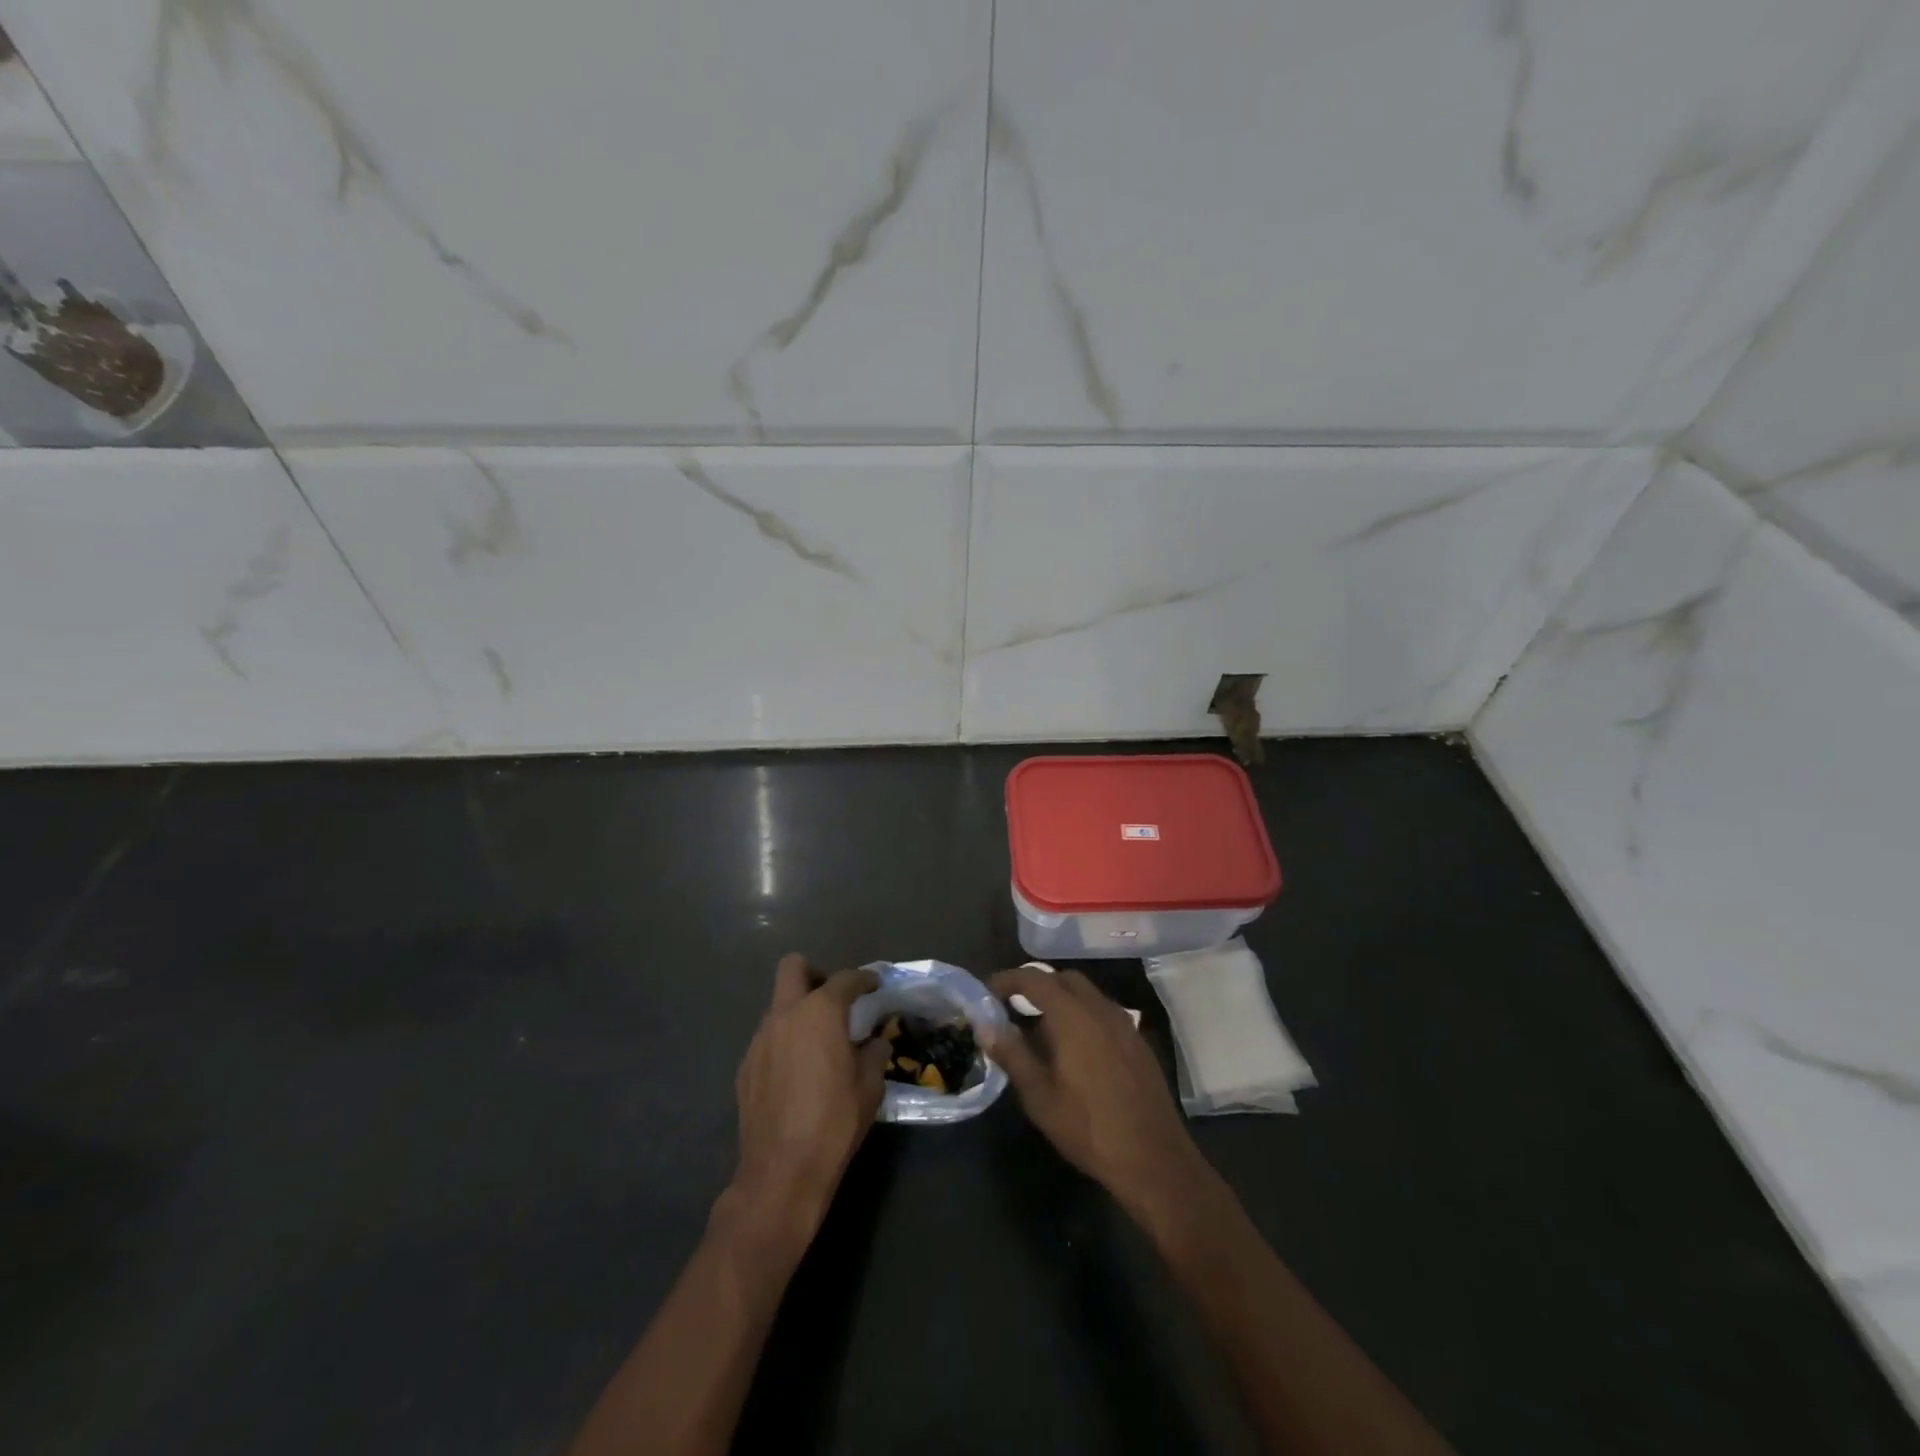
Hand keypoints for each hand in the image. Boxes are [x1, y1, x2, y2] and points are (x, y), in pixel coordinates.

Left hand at [726, 955, 886, 1242]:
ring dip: (798, 1012)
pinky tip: (797, 1072)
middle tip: (833, 998)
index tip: (874, 984)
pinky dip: (784, 1041)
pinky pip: (768, 1038)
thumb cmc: (835, 1121)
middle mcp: (785, 1015)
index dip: (863, 979)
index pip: (845, 979)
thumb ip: (873, 1053)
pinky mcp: (746, 1066)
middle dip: (814, 974)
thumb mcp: (869, 1086)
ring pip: (778, 1005)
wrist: (782, 1170)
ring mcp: (760, 1039)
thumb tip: (873, 1042)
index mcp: (820, 1012)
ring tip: (818, 1042)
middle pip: (793, 968)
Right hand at [986, 967, 1207, 1218]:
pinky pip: (1103, 1012)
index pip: (1035, 979)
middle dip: (1035, 986)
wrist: (1154, 1159)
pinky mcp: (1137, 1041)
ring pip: (1086, 994)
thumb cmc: (1089, 1128)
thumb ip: (1012, 1055)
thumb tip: (985, 1026)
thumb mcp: (1039, 1096)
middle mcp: (1101, 1009)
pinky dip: (1081, 1015)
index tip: (987, 992)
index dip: (1008, 980)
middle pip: (1064, 979)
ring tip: (1039, 1031)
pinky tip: (1073, 1049)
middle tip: (1012, 1008)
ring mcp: (1124, 1024)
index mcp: (1074, 1017)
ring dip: (1060, 1000)